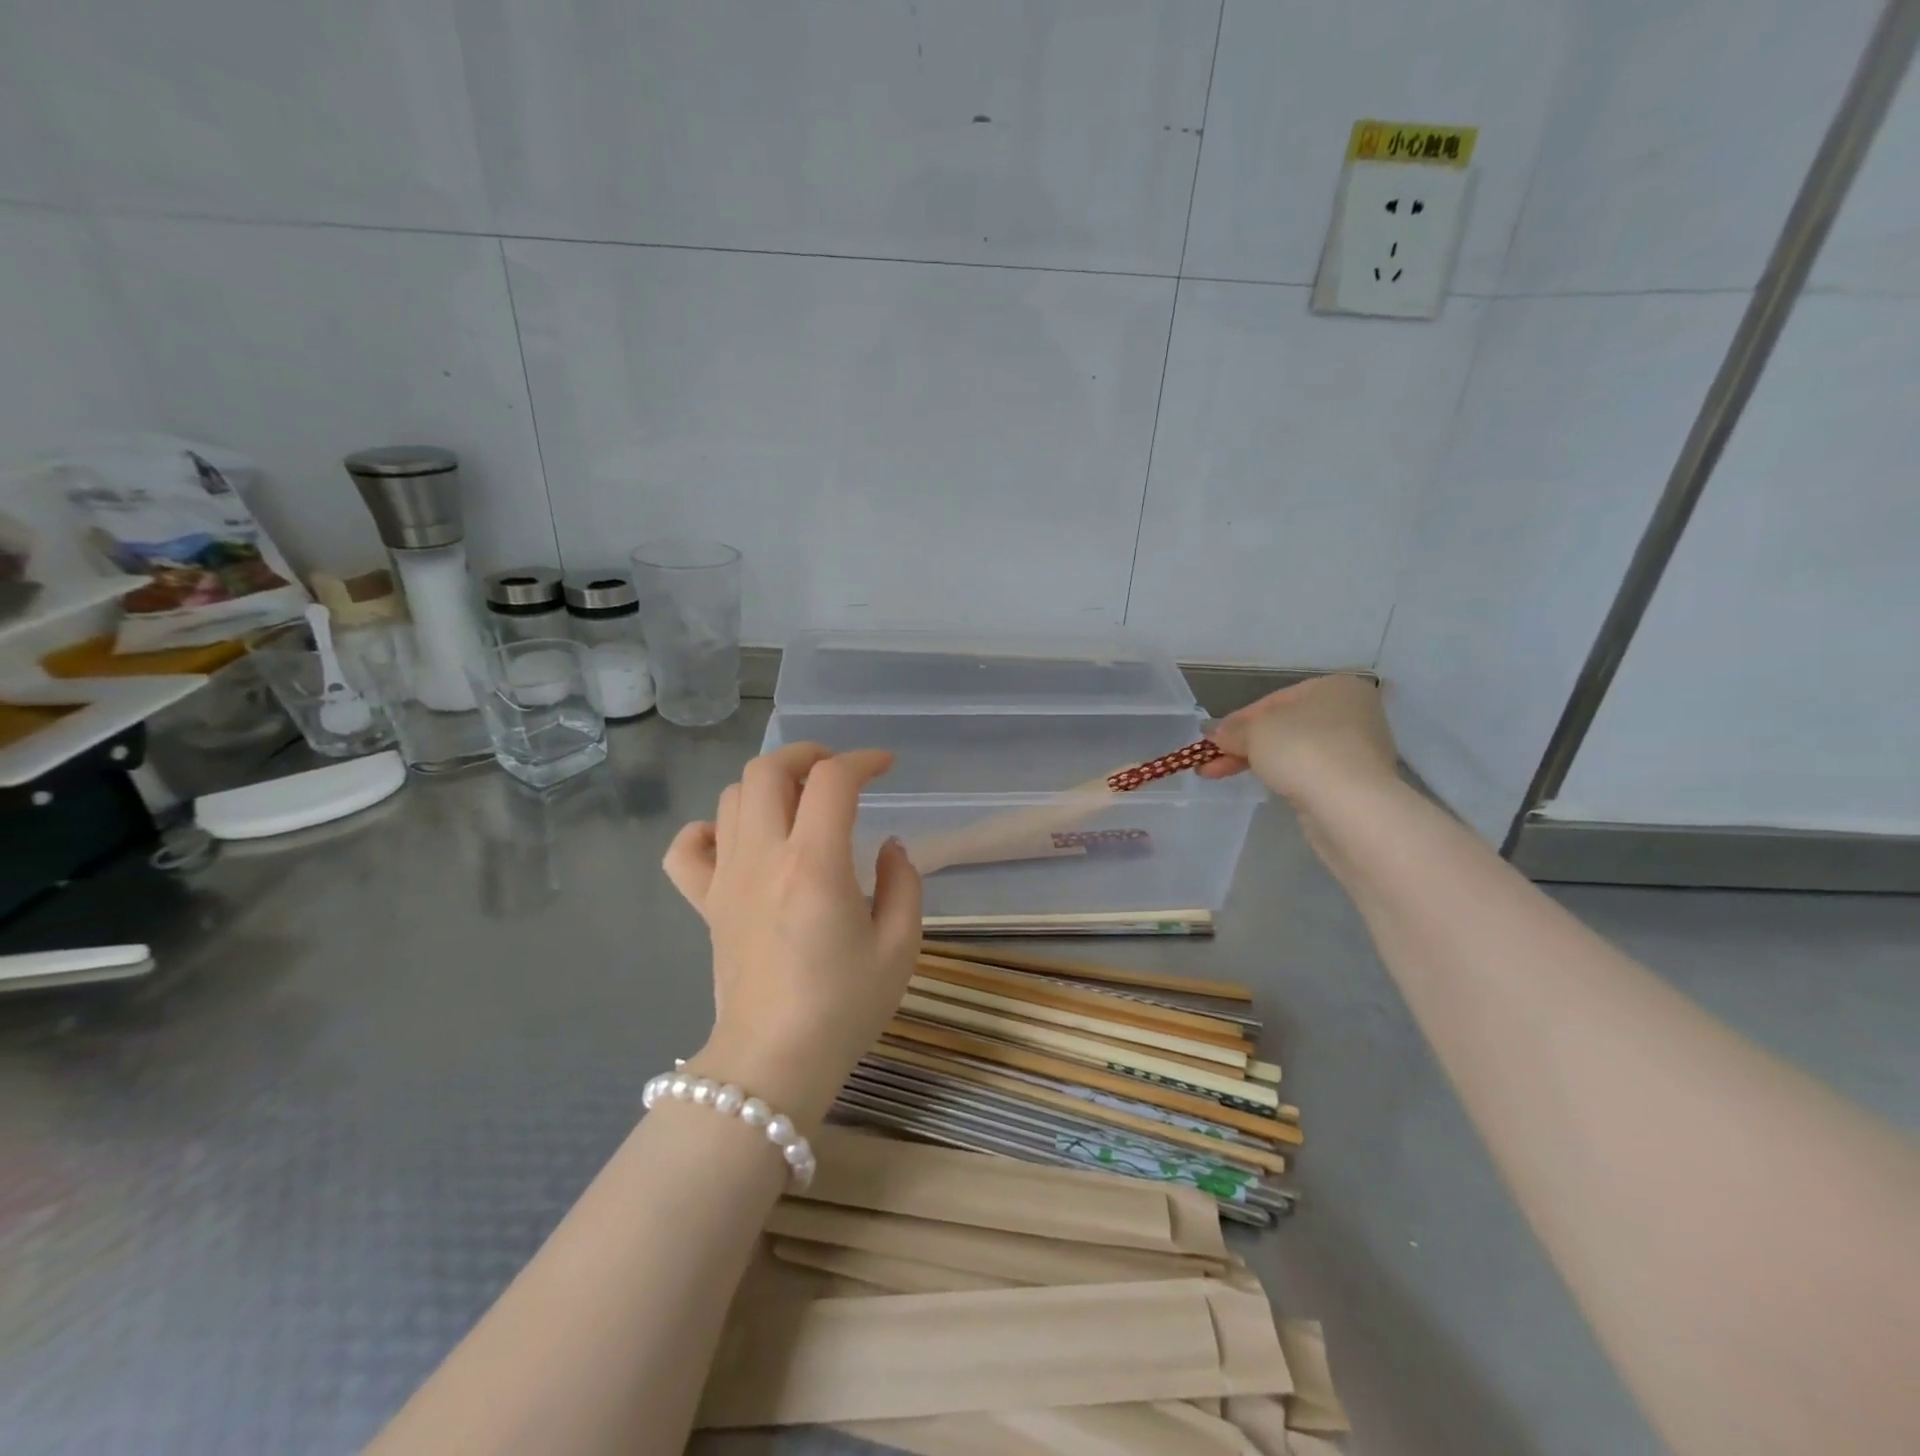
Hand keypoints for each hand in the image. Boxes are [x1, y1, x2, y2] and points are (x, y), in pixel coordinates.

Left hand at [662, 744, 921, 1129]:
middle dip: (806, 754)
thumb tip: (888, 847)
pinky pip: (688, 849)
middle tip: (836, 771)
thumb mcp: (899, 947)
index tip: (885, 767)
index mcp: (815, 865)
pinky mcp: (706, 904)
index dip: (863, 760)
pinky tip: (738, 841)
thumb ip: (904, 884)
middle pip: (768, 770)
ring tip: (798, 803)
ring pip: (731, 797)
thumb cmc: (843, 1008)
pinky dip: (709, 829)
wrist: (773, 1064)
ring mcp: (726, 879)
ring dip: (768, 785)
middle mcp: (763, 858)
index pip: (833, 781)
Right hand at [1197, 674, 1397, 806]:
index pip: (1273, 700)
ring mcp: (1357, 749)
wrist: (1349, 805)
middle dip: (1243, 745)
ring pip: (1294, 751)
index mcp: (1335, 687)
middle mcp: (1353, 713)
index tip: (1211, 741)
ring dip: (1257, 762)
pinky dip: (1284, 776)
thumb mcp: (1255, 731)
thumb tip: (1214, 733)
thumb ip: (1232, 730)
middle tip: (1211, 763)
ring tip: (1223, 775)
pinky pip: (1309, 772)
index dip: (1237, 720)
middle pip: (1284, 726)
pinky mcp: (1355, 782)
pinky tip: (1265, 785)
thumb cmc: (1302, 750)